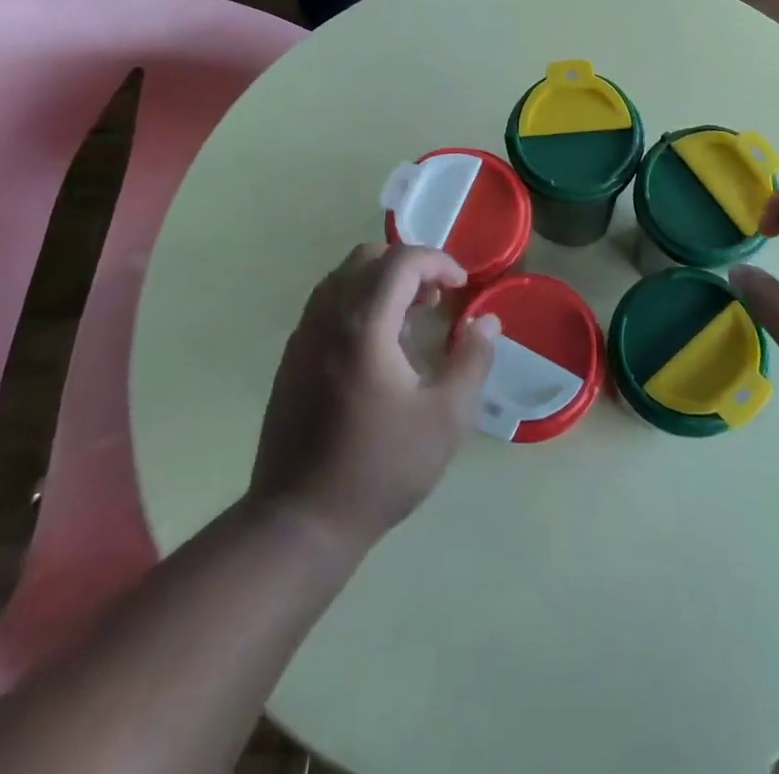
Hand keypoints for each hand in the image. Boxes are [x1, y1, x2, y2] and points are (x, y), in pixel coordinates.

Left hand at [248, 245, 499, 551]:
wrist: (300, 521)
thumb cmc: (380, 468)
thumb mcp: (445, 419)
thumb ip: (472, 361)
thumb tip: (487, 322)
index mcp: (365, 325)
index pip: (401, 261)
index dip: (438, 262)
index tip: (462, 286)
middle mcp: (328, 317)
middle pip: (367, 258)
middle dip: (408, 266)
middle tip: (436, 300)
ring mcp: (303, 336)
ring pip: (342, 278)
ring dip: (381, 282)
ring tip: (409, 322)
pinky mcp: (291, 358)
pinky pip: (326, 304)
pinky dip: (357, 302)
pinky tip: (377, 348)